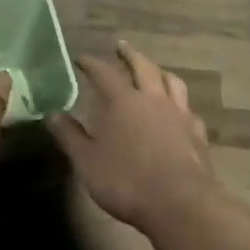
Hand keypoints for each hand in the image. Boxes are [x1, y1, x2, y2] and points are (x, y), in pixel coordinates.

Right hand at [49, 42, 220, 232]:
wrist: (180, 203)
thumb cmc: (126, 181)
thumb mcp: (87, 161)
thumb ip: (69, 136)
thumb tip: (52, 114)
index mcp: (123, 101)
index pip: (104, 73)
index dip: (91, 64)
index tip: (81, 59)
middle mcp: (152, 99)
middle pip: (142, 66)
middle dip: (129, 54)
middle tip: (120, 46)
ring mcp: (179, 114)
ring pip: (171, 81)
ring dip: (159, 71)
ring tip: (153, 69)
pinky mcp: (197, 132)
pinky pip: (187, 108)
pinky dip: (179, 102)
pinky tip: (178, 110)